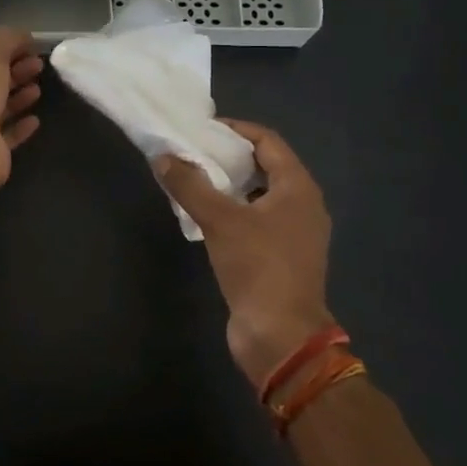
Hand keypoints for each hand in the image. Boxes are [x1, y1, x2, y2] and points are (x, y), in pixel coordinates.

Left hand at [0, 27, 43, 224]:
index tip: (27, 47)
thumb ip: (7, 40)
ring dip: (18, 97)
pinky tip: (36, 119)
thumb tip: (24, 35)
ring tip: (38, 88)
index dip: (1, 52)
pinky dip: (20, 126)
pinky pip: (7, 135)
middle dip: (13, 72)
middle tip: (38, 65)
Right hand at [156, 120, 333, 386]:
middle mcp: (302, 205)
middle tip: (193, 152)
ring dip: (229, 185)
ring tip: (194, 180)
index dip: (235, 130)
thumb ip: (190, 185)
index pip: (268, 141)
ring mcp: (295, 233)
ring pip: (260, 195)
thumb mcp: (220, 221)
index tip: (202, 129)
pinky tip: (205, 216)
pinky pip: (257, 220)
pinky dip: (234, 210)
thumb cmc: (258, 268)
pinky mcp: (282, 257)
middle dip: (229, 157)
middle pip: (265, 166)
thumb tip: (163, 156)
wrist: (281, 336)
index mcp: (298, 188)